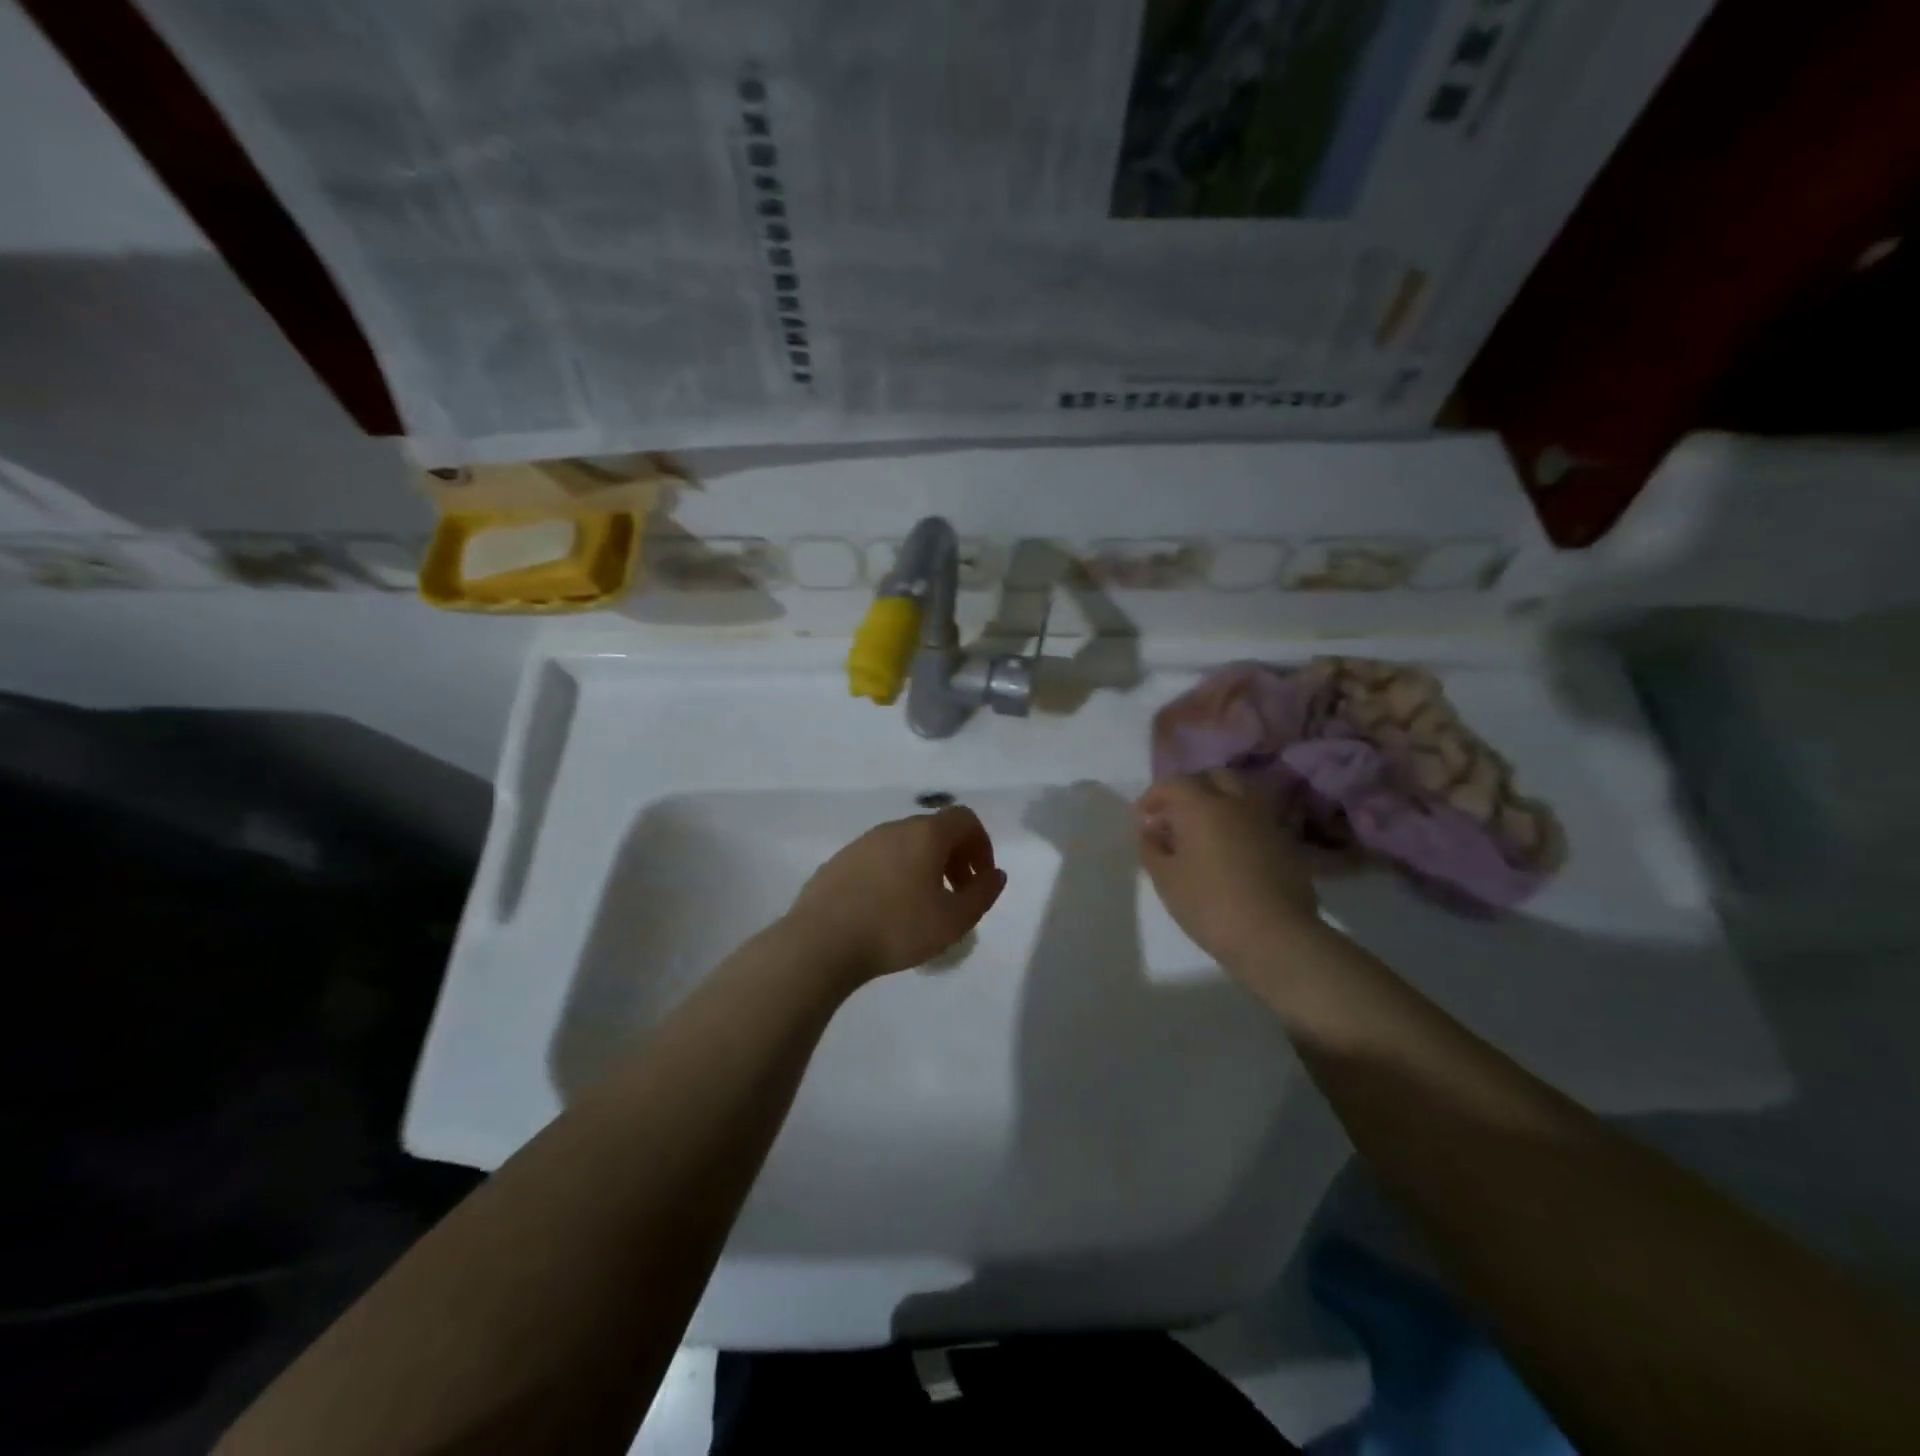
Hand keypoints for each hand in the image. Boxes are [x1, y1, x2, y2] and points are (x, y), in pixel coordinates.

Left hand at [786, 806, 1006, 983]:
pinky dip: (894, 874)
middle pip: (934, 830)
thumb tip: (995, 875)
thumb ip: (982, 894)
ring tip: (923, 906)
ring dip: (923, 867)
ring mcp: (862, 843)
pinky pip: (879, 859)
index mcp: (925, 834)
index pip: (964, 819)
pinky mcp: (839, 862)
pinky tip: (887, 910)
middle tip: (957, 895)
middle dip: (954, 858)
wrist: (821, 942)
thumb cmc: (897, 928)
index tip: (979, 880)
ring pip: (905, 844)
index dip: (981, 846)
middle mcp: (894, 828)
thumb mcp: (954, 920)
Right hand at [1136, 770, 1320, 970]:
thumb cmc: (1209, 905)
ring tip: (1203, 833)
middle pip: (1213, 778)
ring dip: (1218, 804)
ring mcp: (1266, 821)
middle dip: (1191, 789)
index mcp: (1202, 806)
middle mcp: (1236, 803)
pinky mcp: (1286, 842)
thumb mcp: (1165, 879)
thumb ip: (1151, 848)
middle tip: (1176, 815)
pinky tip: (1230, 852)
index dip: (1155, 796)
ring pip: (1239, 795)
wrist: (1275, 937)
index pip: (1174, 784)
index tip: (1143, 816)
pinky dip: (1238, 824)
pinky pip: (1256, 819)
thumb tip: (1150, 830)